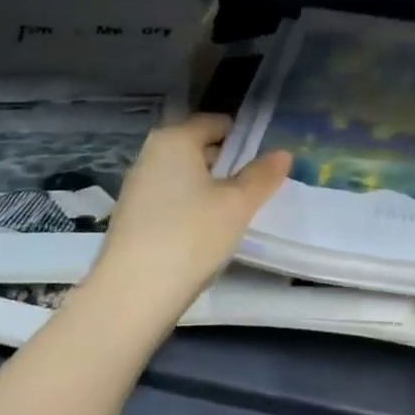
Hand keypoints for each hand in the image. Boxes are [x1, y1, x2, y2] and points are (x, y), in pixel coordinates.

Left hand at [89, 114, 290, 318]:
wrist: (132, 292)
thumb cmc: (191, 235)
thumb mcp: (237, 205)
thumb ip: (262, 176)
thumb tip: (283, 153)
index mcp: (175, 138)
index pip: (215, 123)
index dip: (243, 138)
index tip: (265, 162)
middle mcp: (151, 154)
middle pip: (198, 147)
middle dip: (227, 164)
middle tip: (255, 189)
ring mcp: (137, 185)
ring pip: (183, 175)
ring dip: (208, 188)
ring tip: (234, 213)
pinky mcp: (131, 216)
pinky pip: (169, 198)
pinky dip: (189, 207)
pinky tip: (204, 233)